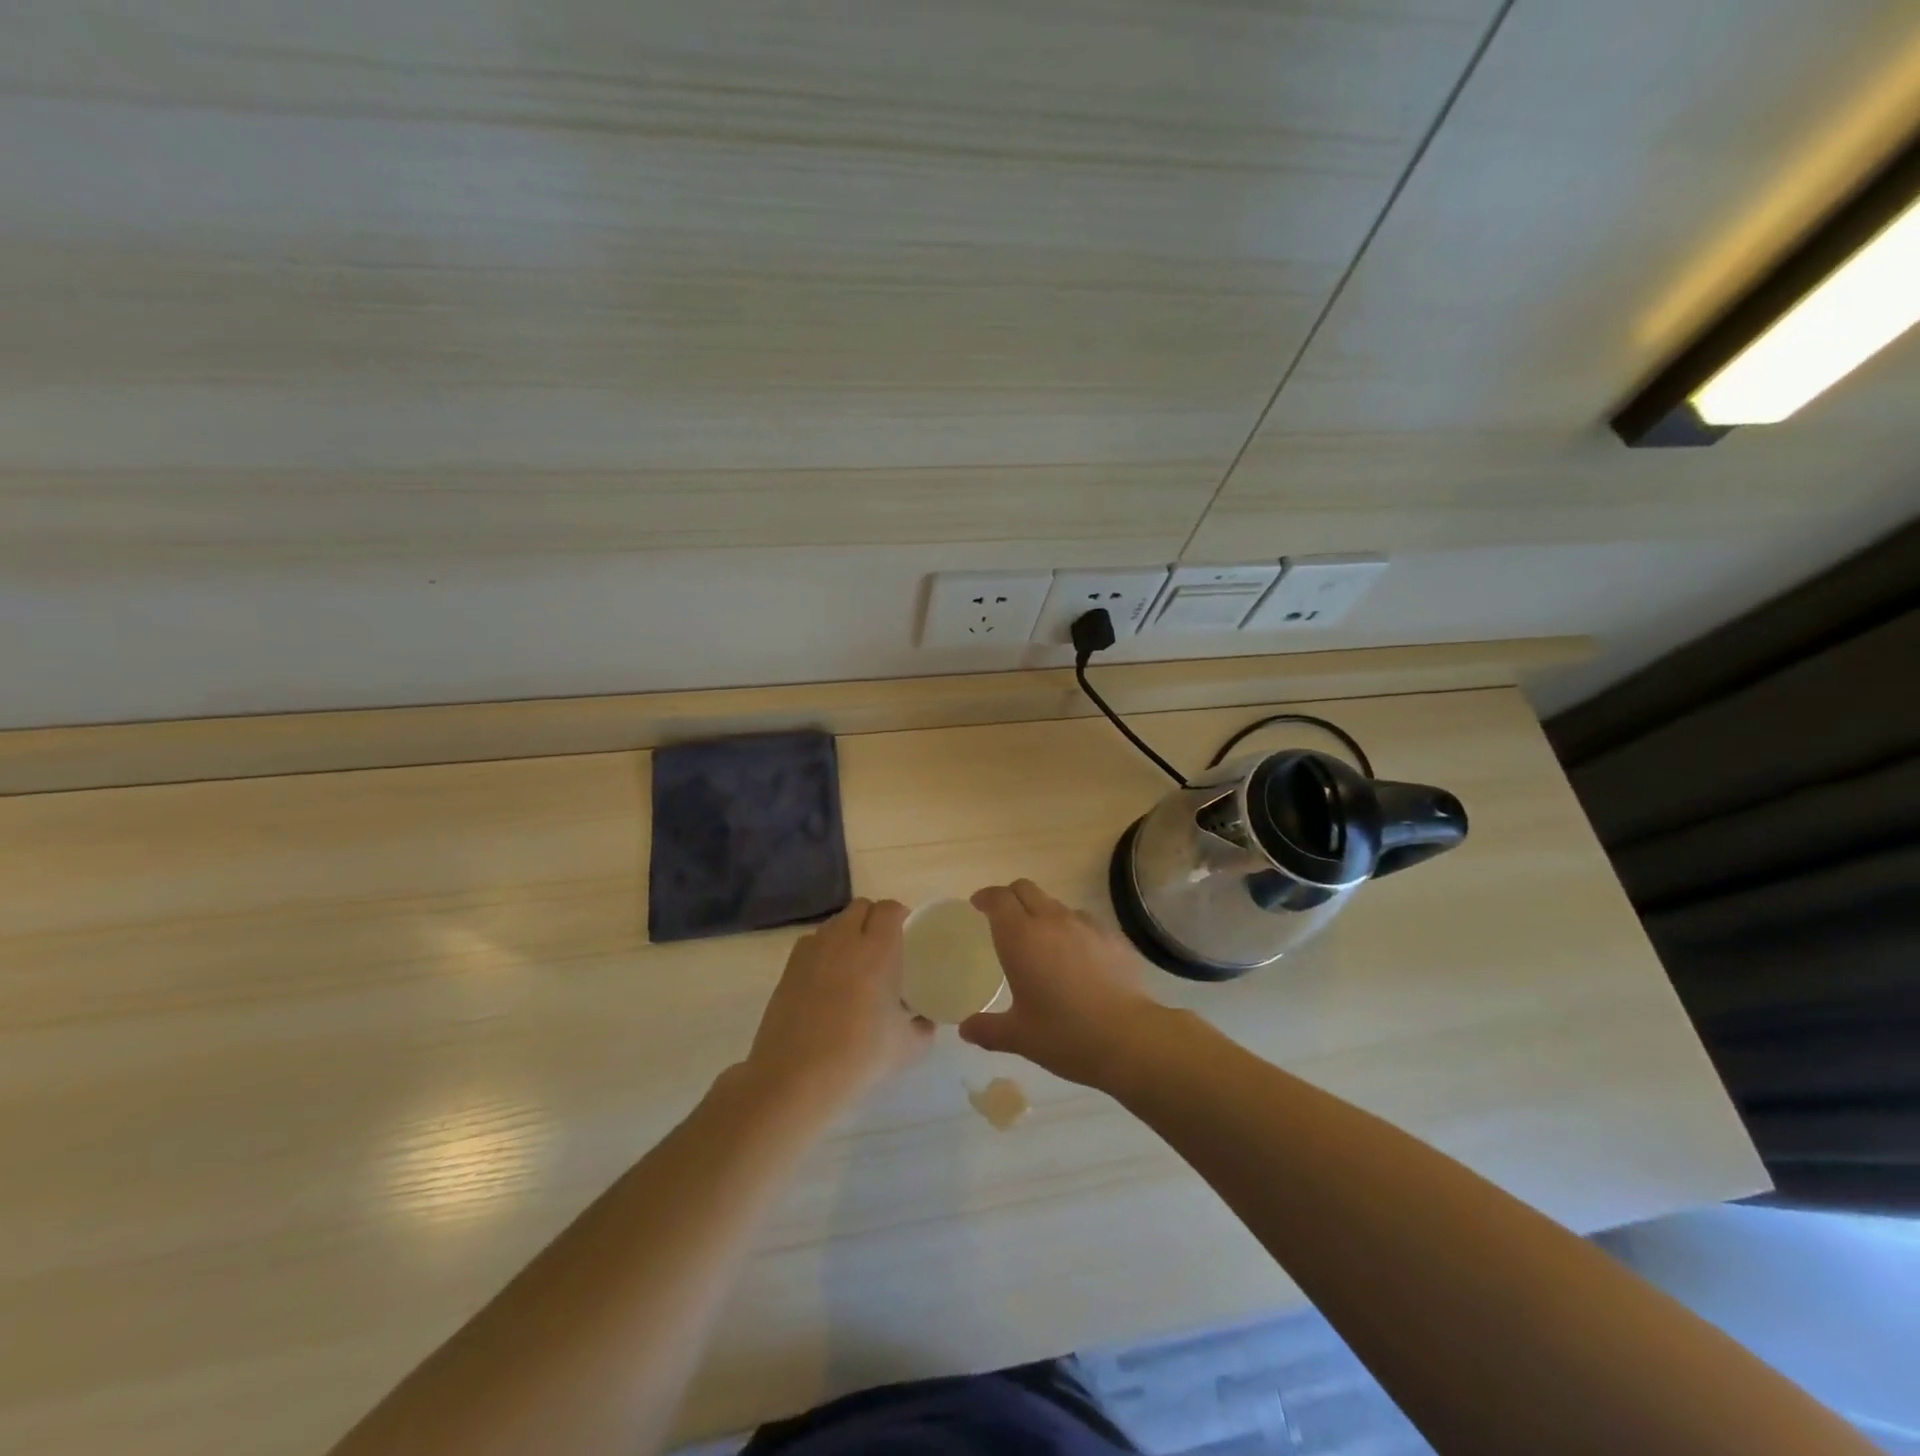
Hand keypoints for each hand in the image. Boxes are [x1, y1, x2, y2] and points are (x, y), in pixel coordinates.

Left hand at [742, 898, 934, 1113]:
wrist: (796, 1077)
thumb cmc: (859, 1057)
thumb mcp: (908, 1048)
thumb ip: (924, 1028)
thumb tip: (926, 1020)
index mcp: (878, 950)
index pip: (889, 909)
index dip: (900, 915)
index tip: (908, 934)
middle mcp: (844, 940)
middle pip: (861, 907)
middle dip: (874, 918)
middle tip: (884, 946)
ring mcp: (812, 951)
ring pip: (834, 923)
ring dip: (848, 932)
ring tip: (856, 962)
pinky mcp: (789, 968)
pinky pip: (812, 943)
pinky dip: (824, 950)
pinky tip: (828, 979)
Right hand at [959, 880, 1161, 1089]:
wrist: (1128, 1038)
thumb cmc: (1064, 1035)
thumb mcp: (1019, 1037)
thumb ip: (988, 1029)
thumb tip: (966, 1029)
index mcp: (1021, 938)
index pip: (999, 899)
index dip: (986, 897)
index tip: (978, 905)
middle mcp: (1051, 921)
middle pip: (1025, 889)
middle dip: (1011, 897)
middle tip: (1004, 919)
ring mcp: (1085, 925)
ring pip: (1056, 904)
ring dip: (1042, 913)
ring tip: (1042, 942)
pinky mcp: (1112, 936)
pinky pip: (1084, 921)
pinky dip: (1072, 930)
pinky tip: (1076, 957)